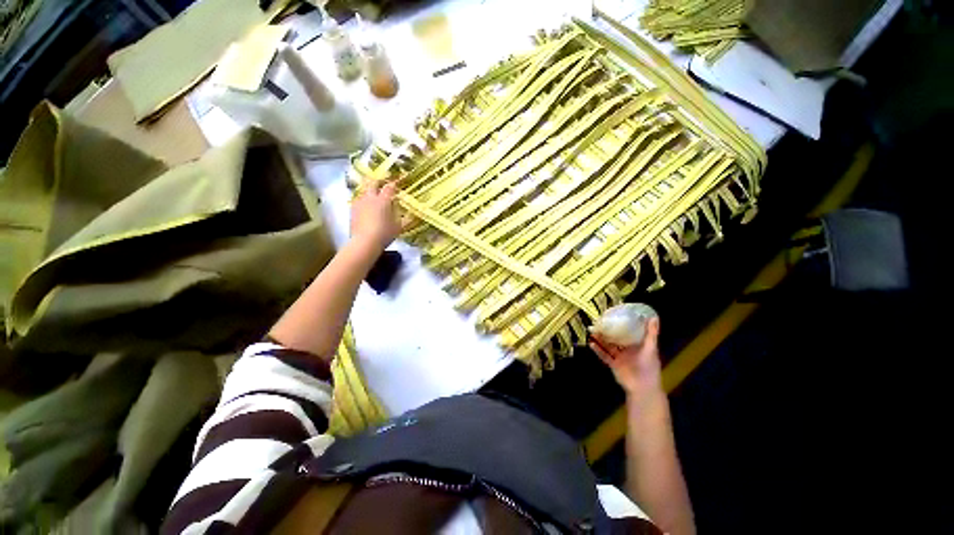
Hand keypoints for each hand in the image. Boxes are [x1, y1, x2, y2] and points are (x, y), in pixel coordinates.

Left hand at [351, 181, 401, 250]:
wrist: (364, 242)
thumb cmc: (384, 234)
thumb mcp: (398, 227)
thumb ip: (405, 218)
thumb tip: (411, 213)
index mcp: (384, 200)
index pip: (389, 187)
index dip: (393, 184)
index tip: (396, 183)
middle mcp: (371, 198)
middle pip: (372, 183)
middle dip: (378, 181)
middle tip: (382, 182)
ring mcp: (360, 202)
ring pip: (364, 190)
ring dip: (369, 190)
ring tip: (373, 193)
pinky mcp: (352, 209)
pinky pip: (358, 199)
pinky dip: (363, 199)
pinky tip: (365, 205)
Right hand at [589, 317, 662, 399]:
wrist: (643, 387)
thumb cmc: (649, 366)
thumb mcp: (651, 348)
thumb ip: (651, 334)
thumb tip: (654, 317)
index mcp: (637, 345)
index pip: (629, 332)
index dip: (622, 324)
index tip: (614, 314)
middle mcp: (627, 350)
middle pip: (616, 338)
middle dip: (608, 331)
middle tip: (599, 322)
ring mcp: (620, 357)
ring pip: (608, 346)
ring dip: (600, 339)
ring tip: (592, 331)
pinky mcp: (613, 364)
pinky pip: (604, 356)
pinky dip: (598, 350)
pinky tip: (591, 344)